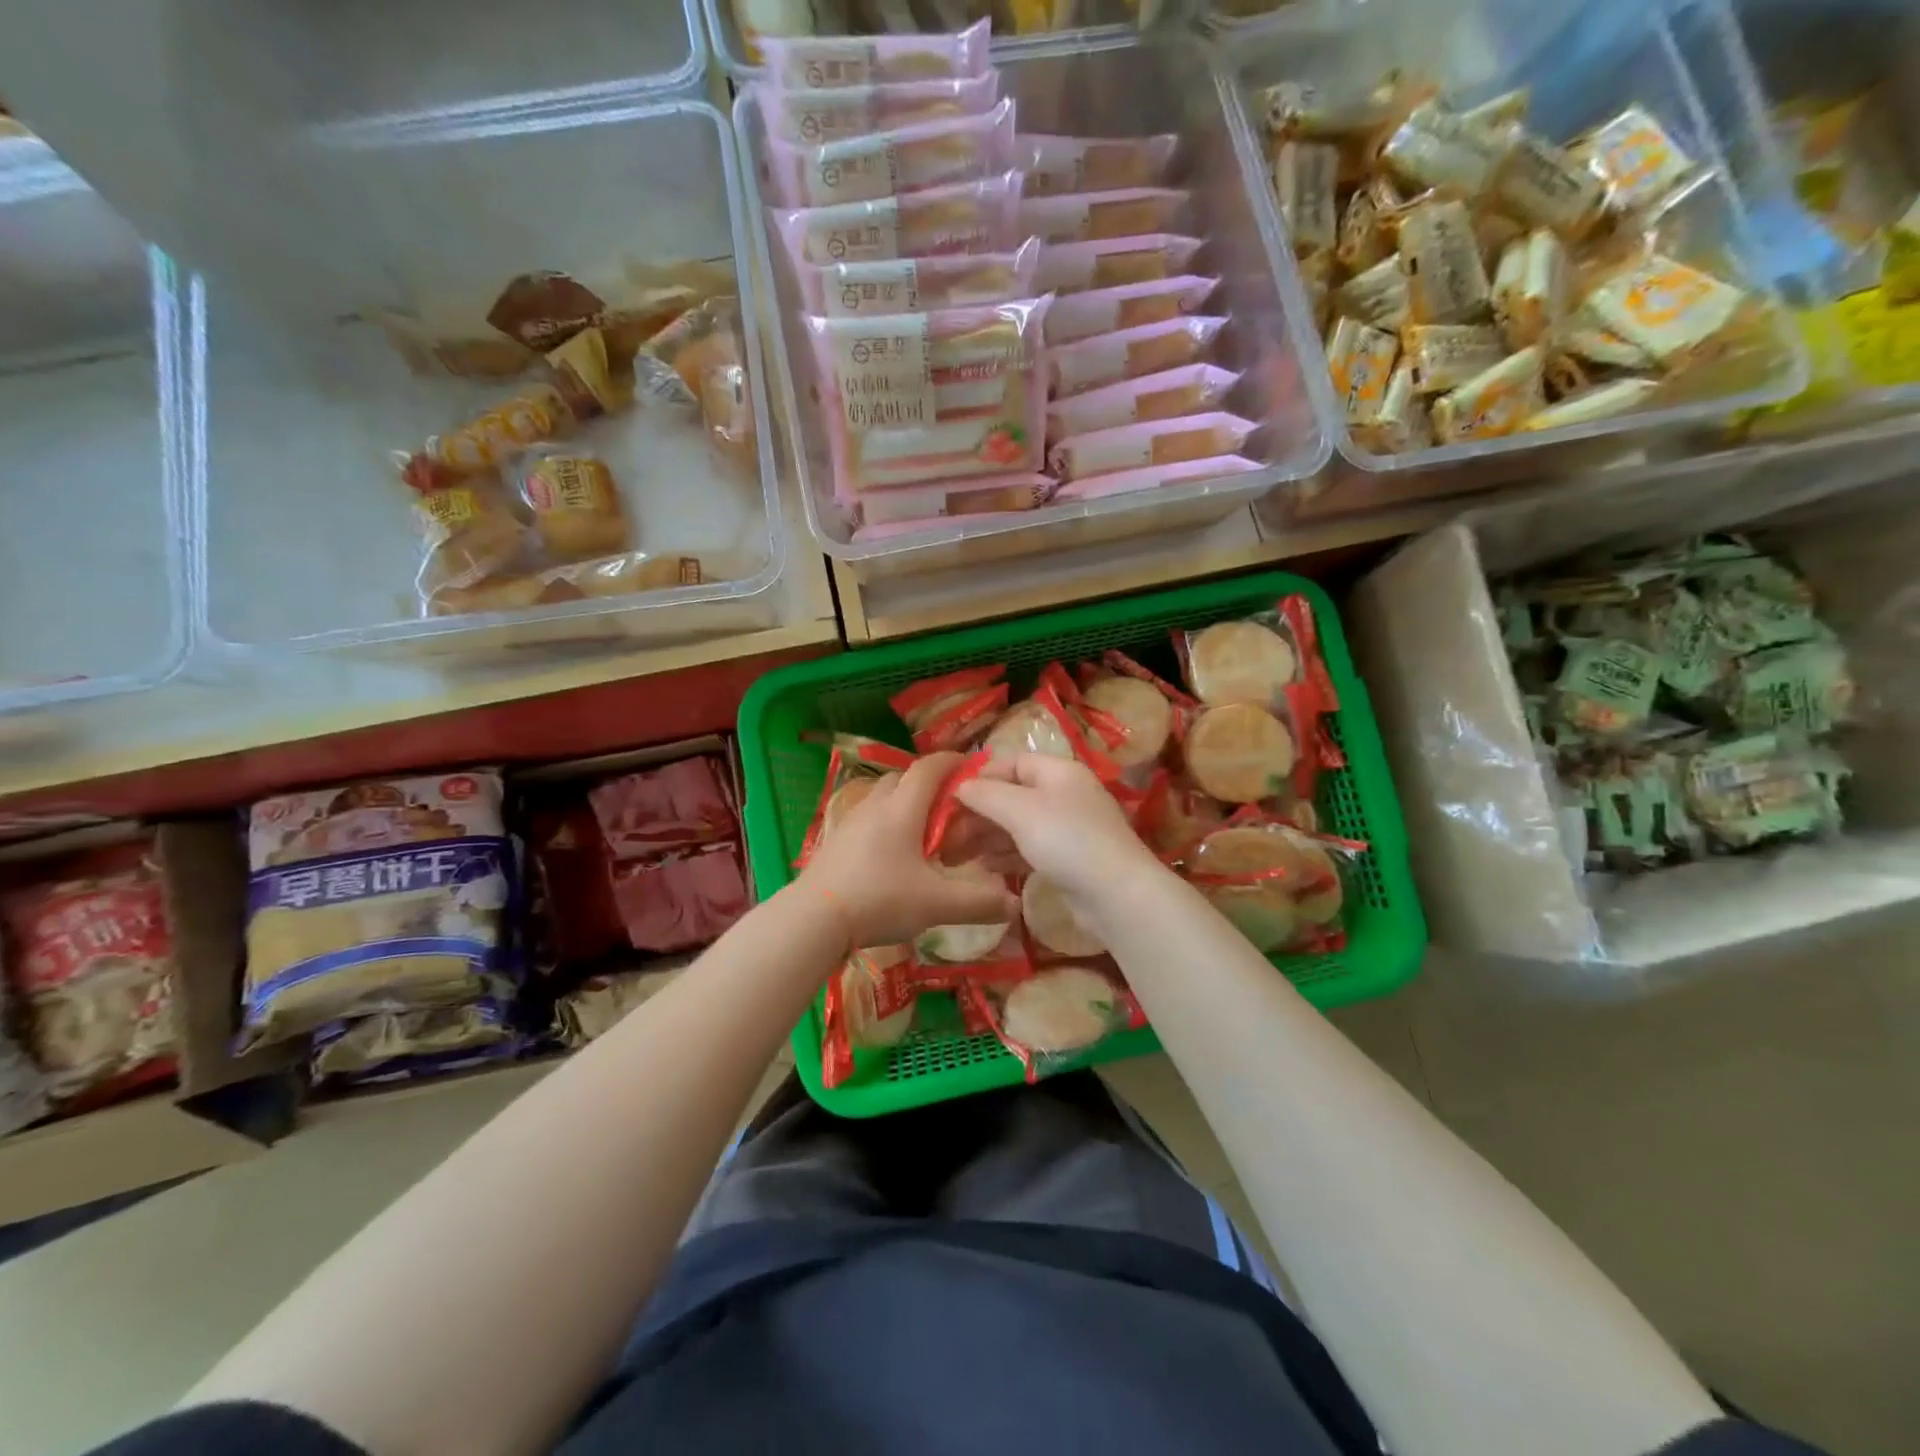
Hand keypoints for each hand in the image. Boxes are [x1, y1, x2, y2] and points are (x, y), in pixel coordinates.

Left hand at [798, 752, 1018, 950]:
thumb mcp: (937, 904)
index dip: (952, 761)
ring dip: (903, 803)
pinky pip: (866, 819)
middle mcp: (875, 806)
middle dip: (928, 783)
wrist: (814, 918)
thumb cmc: (881, 899)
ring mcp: (850, 822)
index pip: (929, 768)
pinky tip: (891, 854)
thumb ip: (979, 903)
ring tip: (921, 830)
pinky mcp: (835, 841)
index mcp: (902, 809)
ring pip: (882, 798)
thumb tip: (1014, 905)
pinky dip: (884, 824)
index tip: (971, 765)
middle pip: (903, 778)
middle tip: (950, 805)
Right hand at [955, 753, 1165, 906]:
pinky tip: (984, 868)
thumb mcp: (1020, 810)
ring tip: (957, 854)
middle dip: (979, 812)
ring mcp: (1068, 829)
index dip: (981, 776)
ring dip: (988, 836)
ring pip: (1018, 825)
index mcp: (1059, 772)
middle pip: (1013, 795)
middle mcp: (1065, 795)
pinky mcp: (1068, 860)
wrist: (1116, 895)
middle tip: (947, 833)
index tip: (950, 796)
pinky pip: (1029, 849)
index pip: (1012, 762)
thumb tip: (959, 786)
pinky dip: (1006, 855)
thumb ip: (986, 795)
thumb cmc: (1066, 840)